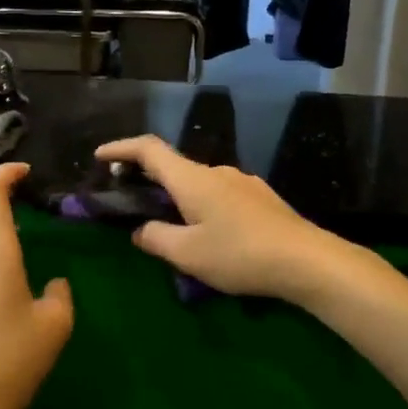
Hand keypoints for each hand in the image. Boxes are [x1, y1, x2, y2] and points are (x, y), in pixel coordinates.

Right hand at [94, 136, 338, 299]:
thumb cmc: (240, 254)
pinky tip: (209, 233)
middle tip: (129, 199)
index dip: (121, 148)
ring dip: (177, 196)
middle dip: (146, 178)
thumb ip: (156, 238)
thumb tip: (140, 230)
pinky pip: (219, 194)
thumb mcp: (187, 254)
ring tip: (171, 226)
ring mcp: (242, 181)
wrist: (307, 260)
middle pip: (173, 166)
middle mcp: (216, 171)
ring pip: (198, 183)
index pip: (149, 149)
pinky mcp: (261, 197)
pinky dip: (201, 204)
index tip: (99, 156)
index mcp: (192, 179)